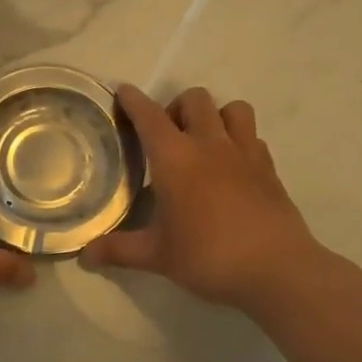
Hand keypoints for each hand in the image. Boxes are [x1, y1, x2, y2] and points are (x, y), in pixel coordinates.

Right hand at [81, 86, 335, 313]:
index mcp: (175, 158)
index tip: (122, 92)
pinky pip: (253, 137)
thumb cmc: (208, 256)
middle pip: (194, 99)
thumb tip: (84, 255)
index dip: (133, 100)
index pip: (149, 115)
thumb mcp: (157, 256)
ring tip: (204, 142)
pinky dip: (240, 140)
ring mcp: (244, 153)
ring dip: (215, 116)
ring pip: (233, 108)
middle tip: (167, 136)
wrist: (277, 269)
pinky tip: (232, 166)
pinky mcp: (269, 168)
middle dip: (177, 107)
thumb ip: (119, 250)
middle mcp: (209, 144)